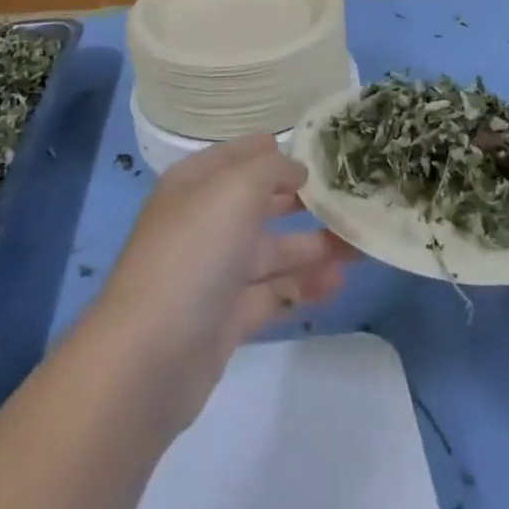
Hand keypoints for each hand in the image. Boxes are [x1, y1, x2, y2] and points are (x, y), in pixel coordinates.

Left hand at [93, 135, 357, 432]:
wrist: (150, 357)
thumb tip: (295, 168)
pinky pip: (271, 293)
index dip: (273, 152)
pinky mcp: (225, 318)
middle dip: (301, 201)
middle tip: (349, 200)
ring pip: (270, 251)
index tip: (319, 153)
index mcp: (195, 184)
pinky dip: (302, 287)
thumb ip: (271, 168)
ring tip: (359, 247)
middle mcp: (202, 223)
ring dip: (312, 247)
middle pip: (257, 204)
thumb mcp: (236, 189)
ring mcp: (212, 273)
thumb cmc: (194, 252)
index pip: (238, 156)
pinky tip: (337, 283)